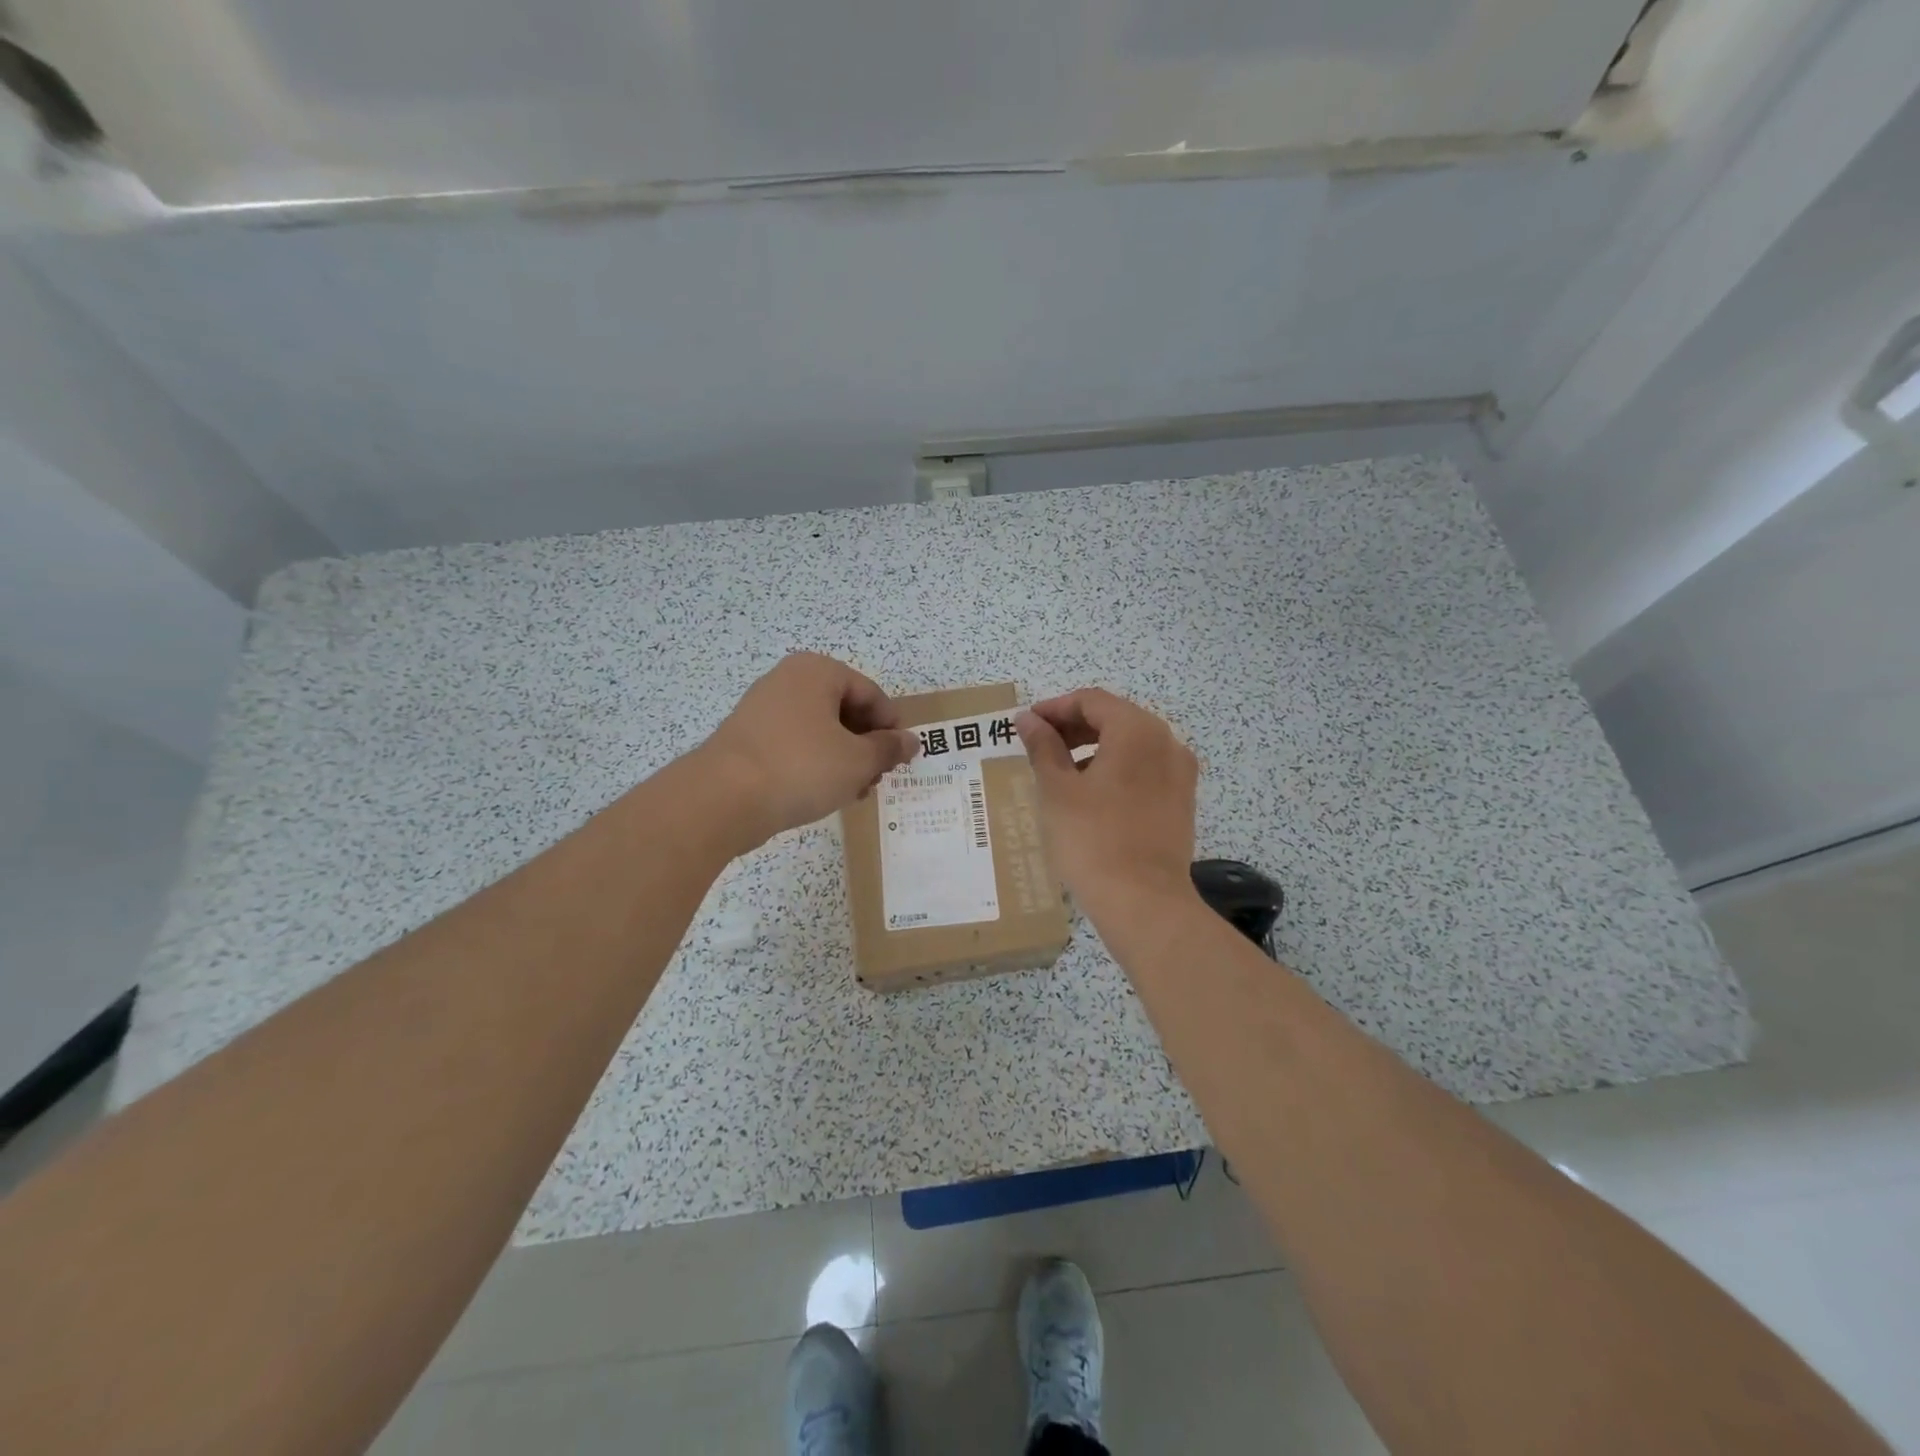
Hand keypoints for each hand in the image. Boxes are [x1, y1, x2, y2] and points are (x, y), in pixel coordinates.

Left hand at [701, 653, 919, 844]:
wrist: (722, 799)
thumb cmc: (800, 768)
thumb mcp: (857, 760)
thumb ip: (889, 749)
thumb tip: (911, 741)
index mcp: (817, 671)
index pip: (871, 694)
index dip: (892, 727)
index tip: (902, 759)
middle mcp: (788, 680)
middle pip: (845, 710)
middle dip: (867, 745)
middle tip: (878, 778)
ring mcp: (764, 709)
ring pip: (820, 730)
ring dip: (844, 759)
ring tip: (855, 792)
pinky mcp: (749, 739)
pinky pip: (795, 745)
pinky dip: (816, 765)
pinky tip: (825, 794)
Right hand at [1016, 689, 1199, 920]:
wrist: (1143, 902)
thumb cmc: (1092, 839)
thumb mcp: (1057, 789)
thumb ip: (1043, 746)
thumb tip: (1028, 719)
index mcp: (1137, 730)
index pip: (1091, 701)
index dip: (1055, 708)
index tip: (1026, 724)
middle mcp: (1166, 742)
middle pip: (1115, 718)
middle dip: (1074, 727)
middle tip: (1039, 745)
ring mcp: (1180, 773)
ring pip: (1131, 744)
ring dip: (1094, 747)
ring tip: (1060, 770)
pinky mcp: (1181, 801)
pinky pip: (1145, 769)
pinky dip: (1116, 769)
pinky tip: (1091, 793)